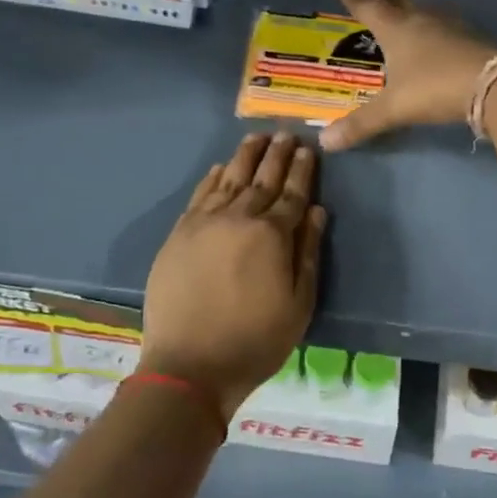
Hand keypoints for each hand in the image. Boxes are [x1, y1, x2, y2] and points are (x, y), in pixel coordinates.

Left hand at [140, 133, 326, 418]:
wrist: (189, 364)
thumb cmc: (255, 340)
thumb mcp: (299, 304)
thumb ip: (308, 252)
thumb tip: (316, 210)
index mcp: (272, 235)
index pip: (292, 193)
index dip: (302, 170)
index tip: (308, 149)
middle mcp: (239, 218)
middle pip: (262, 178)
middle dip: (276, 154)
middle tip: (286, 133)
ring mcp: (205, 223)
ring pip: (230, 179)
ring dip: (245, 156)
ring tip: (256, 138)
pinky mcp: (180, 233)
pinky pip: (200, 195)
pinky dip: (213, 177)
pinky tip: (222, 167)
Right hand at [320, 0, 496, 150]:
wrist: (495, 86)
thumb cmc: (435, 88)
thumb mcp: (394, 108)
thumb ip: (361, 123)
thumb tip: (326, 141)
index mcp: (397, 28)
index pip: (366, 3)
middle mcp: (422, 20)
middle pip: (397, 1)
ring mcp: (450, 28)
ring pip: (423, 11)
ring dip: (409, 10)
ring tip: (401, 14)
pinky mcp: (471, 40)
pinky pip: (444, 28)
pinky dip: (432, 29)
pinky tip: (435, 39)